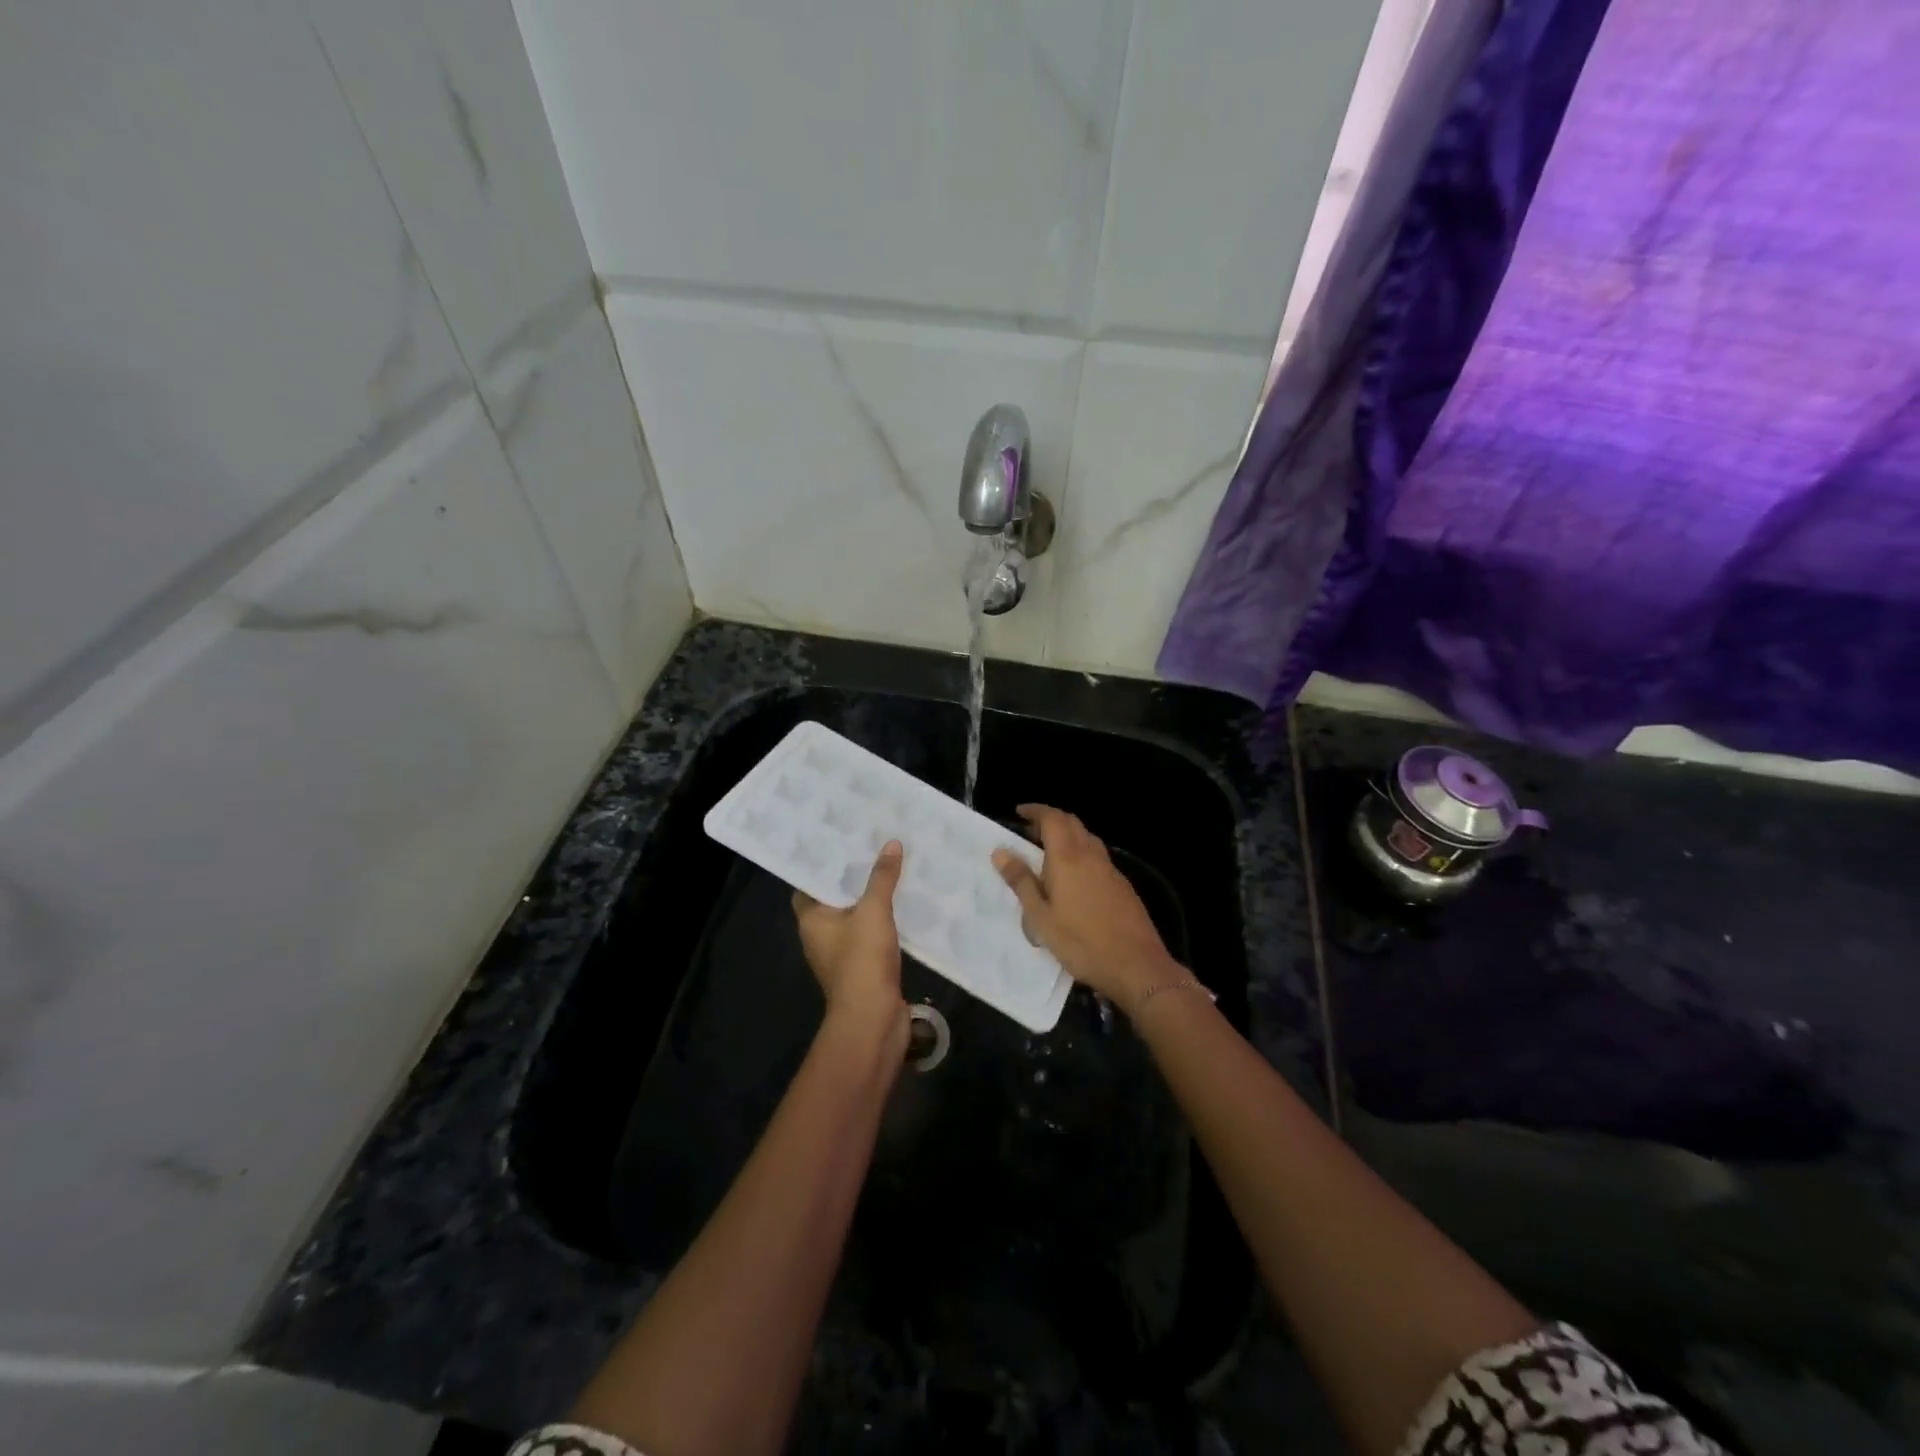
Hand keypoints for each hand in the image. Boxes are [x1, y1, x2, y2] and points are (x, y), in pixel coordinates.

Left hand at [793, 841, 908, 1057]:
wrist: (873, 1018)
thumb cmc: (861, 960)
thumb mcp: (873, 911)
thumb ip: (882, 877)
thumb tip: (891, 843)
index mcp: (811, 919)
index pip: (809, 884)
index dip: (824, 864)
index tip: (843, 842)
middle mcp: (820, 935)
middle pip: (835, 898)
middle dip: (854, 877)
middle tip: (873, 846)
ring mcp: (842, 953)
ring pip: (856, 916)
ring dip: (871, 898)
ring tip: (892, 867)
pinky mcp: (863, 966)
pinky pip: (872, 934)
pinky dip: (884, 920)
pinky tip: (904, 903)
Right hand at [992, 805, 1180, 1009]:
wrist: (1137, 966)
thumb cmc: (1081, 943)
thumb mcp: (1041, 917)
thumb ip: (1021, 882)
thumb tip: (1001, 852)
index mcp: (1067, 858)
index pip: (1052, 818)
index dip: (1035, 811)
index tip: (1019, 812)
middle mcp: (1091, 855)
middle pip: (1072, 823)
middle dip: (1050, 820)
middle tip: (1030, 832)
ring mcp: (1110, 870)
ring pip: (1087, 839)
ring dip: (1067, 836)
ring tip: (1048, 854)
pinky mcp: (1122, 886)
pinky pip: (1097, 857)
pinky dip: (1081, 854)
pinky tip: (1074, 879)